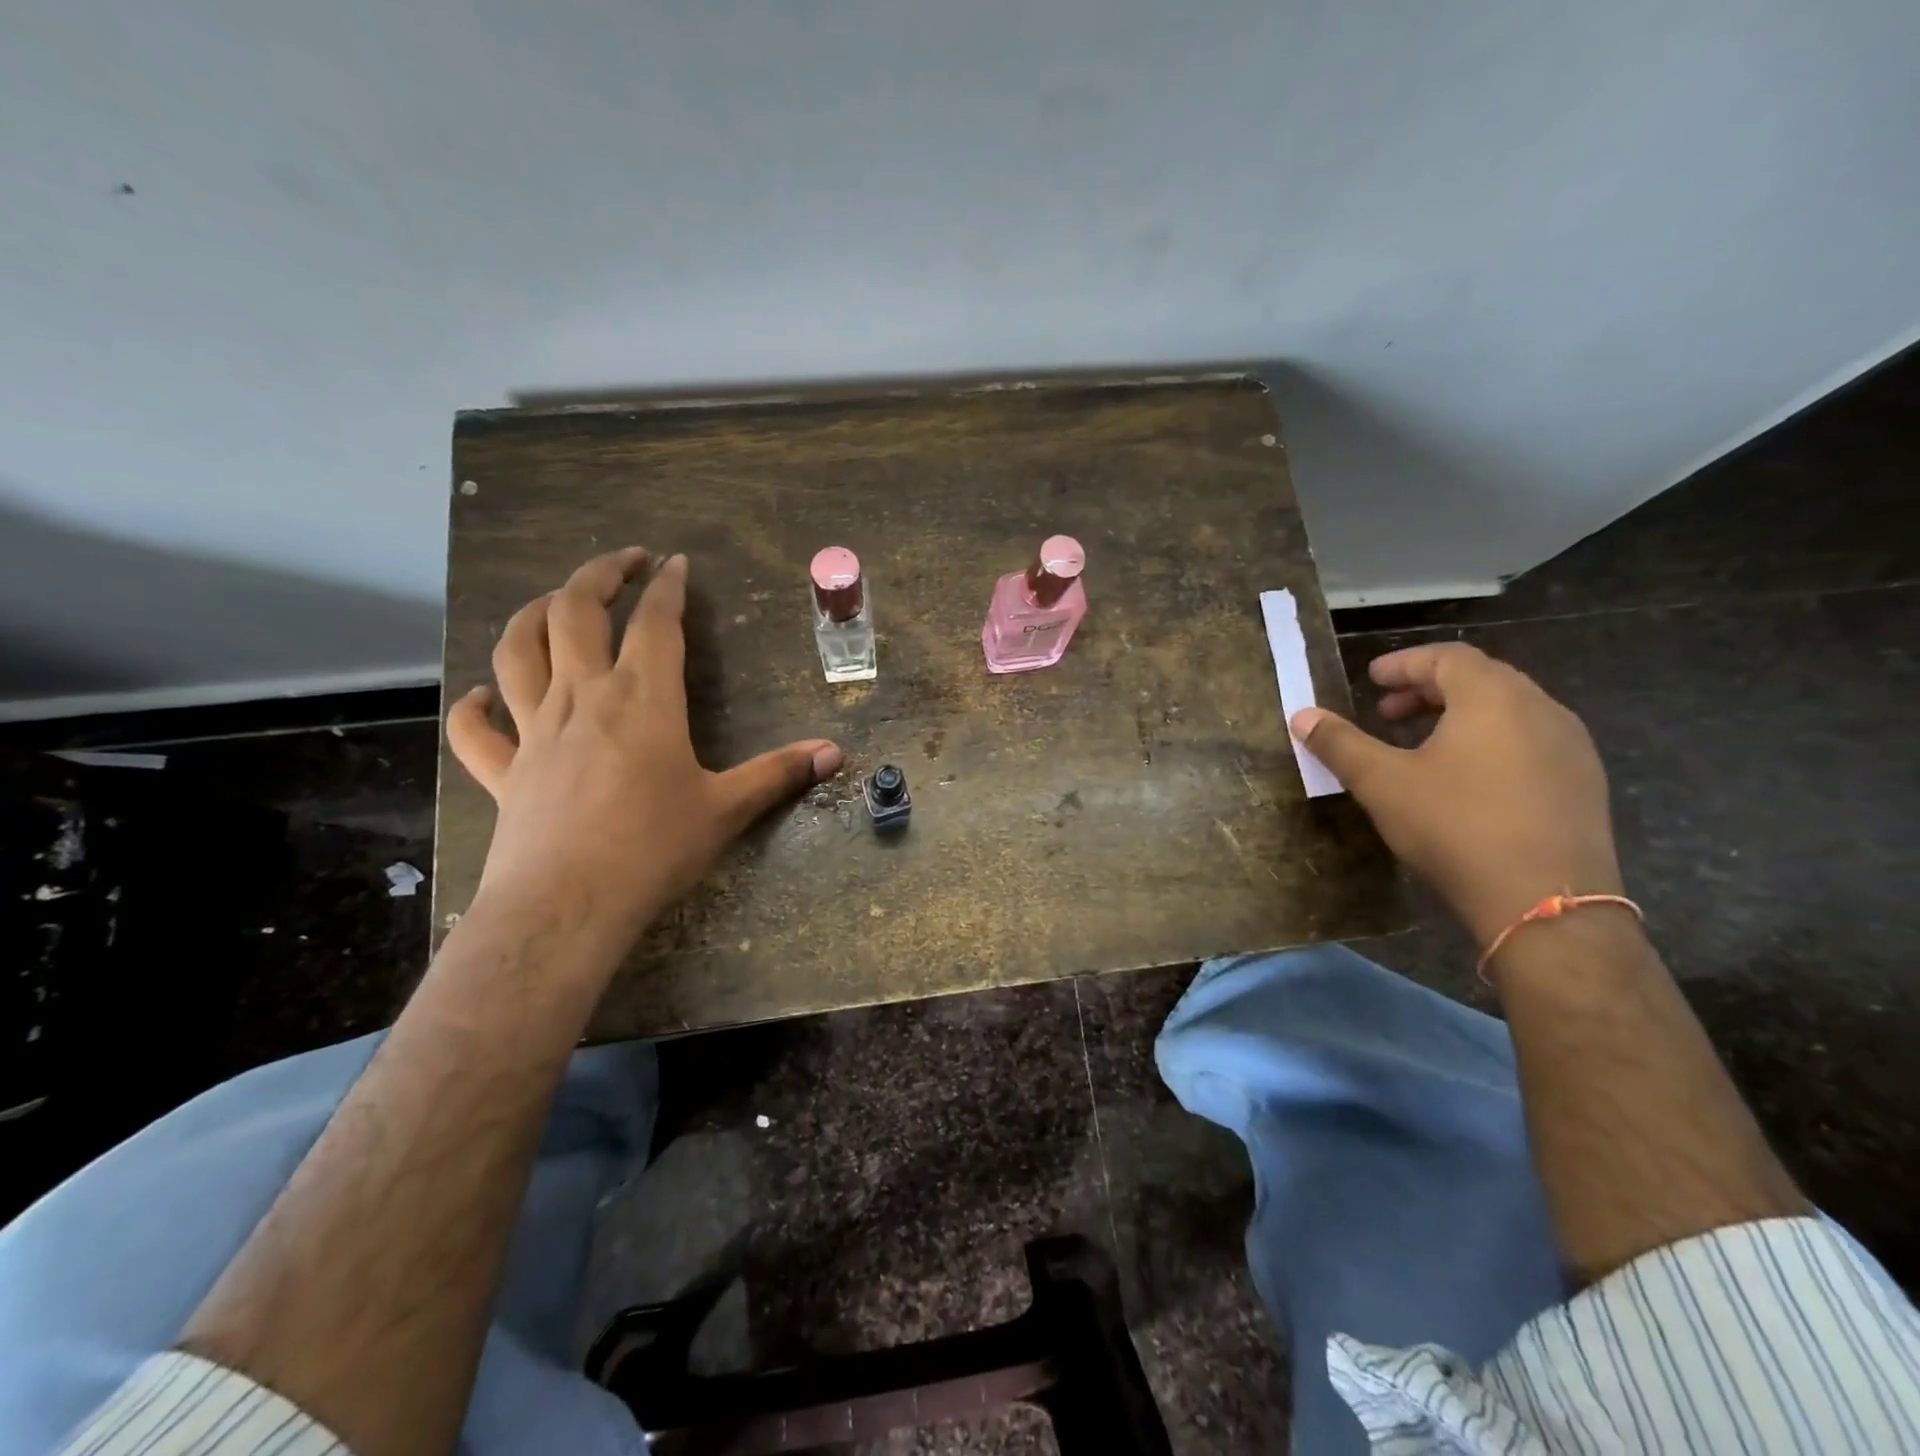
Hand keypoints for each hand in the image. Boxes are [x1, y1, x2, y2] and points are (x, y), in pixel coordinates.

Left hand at [447, 547, 842, 951]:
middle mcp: (583, 698)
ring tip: (553, 603)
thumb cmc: (653, 850)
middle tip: (624, 561)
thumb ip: (778, 774)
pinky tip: (482, 695)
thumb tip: (834, 752)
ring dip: (532, 615)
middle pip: (574, 612)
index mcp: (642, 699)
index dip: (667, 586)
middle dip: (599, 575)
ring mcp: (534, 732)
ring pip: (517, 651)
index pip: (655, 622)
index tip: (676, 563)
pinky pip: (476, 729)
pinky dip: (474, 705)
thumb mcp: (726, 809)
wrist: (567, 906)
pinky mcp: (504, 770)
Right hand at [1291, 643, 1623, 948]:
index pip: (1447, 656)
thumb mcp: (1382, 783)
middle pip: (1480, 679)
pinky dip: (1491, 741)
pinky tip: (1467, 780)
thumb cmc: (1455, 826)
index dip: (1404, 663)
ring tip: (1422, 745)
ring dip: (1460, 716)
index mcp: (1493, 697)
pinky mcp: (1584, 783)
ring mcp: (1571, 746)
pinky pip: (1530, 741)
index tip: (1371, 680)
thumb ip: (1340, 744)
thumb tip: (1301, 716)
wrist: (1546, 902)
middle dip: (1428, 689)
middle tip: (1388, 712)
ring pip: (1509, 711)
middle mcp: (1541, 709)